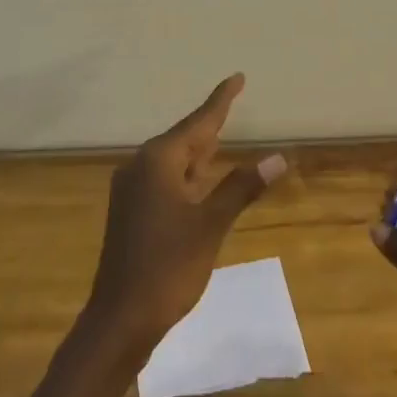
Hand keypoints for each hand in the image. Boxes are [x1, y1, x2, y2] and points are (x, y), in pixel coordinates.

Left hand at [86, 74, 285, 356]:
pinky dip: (187, 174)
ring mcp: (131, 189)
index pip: (198, 122)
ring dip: (198, 151)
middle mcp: (140, 166)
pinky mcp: (130, 211)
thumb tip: (277, 157)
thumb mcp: (211, 225)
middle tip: (232, 102)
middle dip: (209, 125)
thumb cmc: (168, 267)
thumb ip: (241, 188)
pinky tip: (199, 180)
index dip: (221, 100)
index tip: (237, 77)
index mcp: (157, 161)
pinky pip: (164, 179)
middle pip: (184, 138)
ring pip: (173, 161)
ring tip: (220, 135)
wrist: (119, 319)